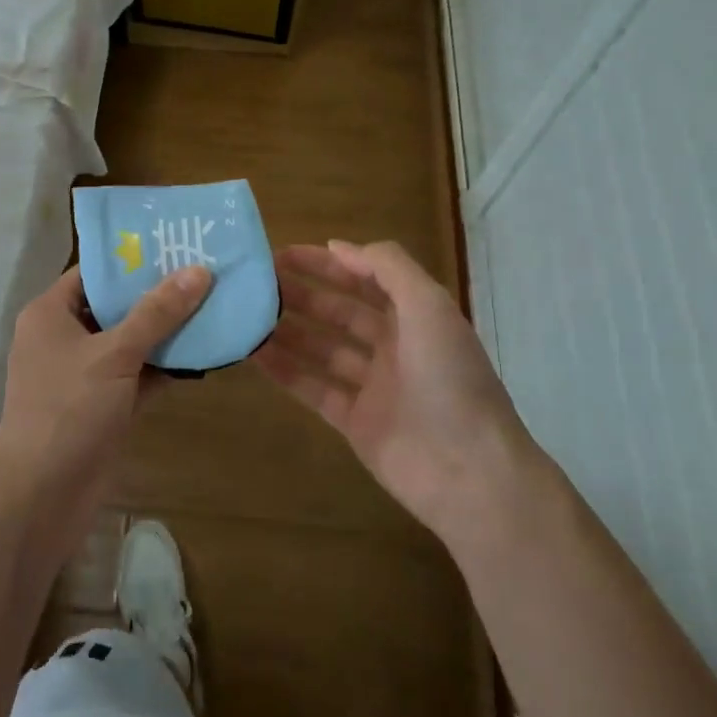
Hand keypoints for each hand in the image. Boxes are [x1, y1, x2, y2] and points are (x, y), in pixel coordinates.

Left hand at [0, 264, 211, 545]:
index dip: (131, 258)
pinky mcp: (103, 405)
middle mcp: (64, 338)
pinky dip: (164, 367)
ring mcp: (84, 374)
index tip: (175, 246)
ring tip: (214, 306)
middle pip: (115, 306)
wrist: (42, 496)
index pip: (93, 272)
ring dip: (166, 332)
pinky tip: (203, 354)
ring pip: (130, 342)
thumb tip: (198, 270)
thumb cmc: (68, 409)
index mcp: (50, 313)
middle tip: (205, 272)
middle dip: (157, 294)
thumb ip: (156, 313)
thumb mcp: (114, 353)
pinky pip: (137, 375)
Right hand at [260, 241, 527, 546]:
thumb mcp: (428, 305)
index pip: (365, 278)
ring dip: (288, 330)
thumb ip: (386, 267)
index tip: (283, 254)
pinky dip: (285, 371)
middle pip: (339, 311)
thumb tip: (338, 246)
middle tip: (257, 283)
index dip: (327, 264)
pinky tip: (254, 355)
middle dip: (301, 294)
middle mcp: (394, 346)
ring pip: (322, 349)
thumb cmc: (450, 378)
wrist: (469, 470)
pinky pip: (313, 388)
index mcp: (416, 316)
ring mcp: (373, 386)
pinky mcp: (355, 422)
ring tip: (247, 314)